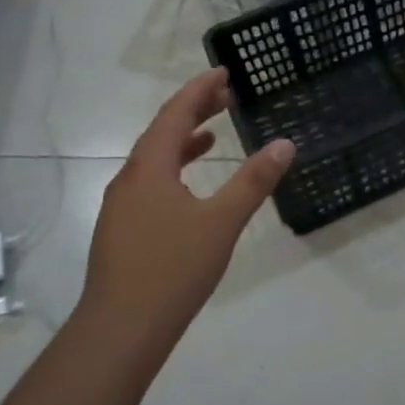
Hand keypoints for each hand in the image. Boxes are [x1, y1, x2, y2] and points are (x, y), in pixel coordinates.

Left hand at [79, 69, 293, 339]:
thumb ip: (254, 181)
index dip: (199, 90)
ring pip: (153, 160)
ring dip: (183, 140)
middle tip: (225, 96)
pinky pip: (150, 183)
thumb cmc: (172, 269)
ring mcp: (121, 207)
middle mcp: (129, 180)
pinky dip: (174, 169)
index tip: (223, 72)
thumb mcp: (222, 222)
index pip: (174, 114)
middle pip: (161, 133)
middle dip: (193, 111)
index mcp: (149, 169)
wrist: (120, 331)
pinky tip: (191, 188)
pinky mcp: (122, 231)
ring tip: (212, 134)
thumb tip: (285, 144)